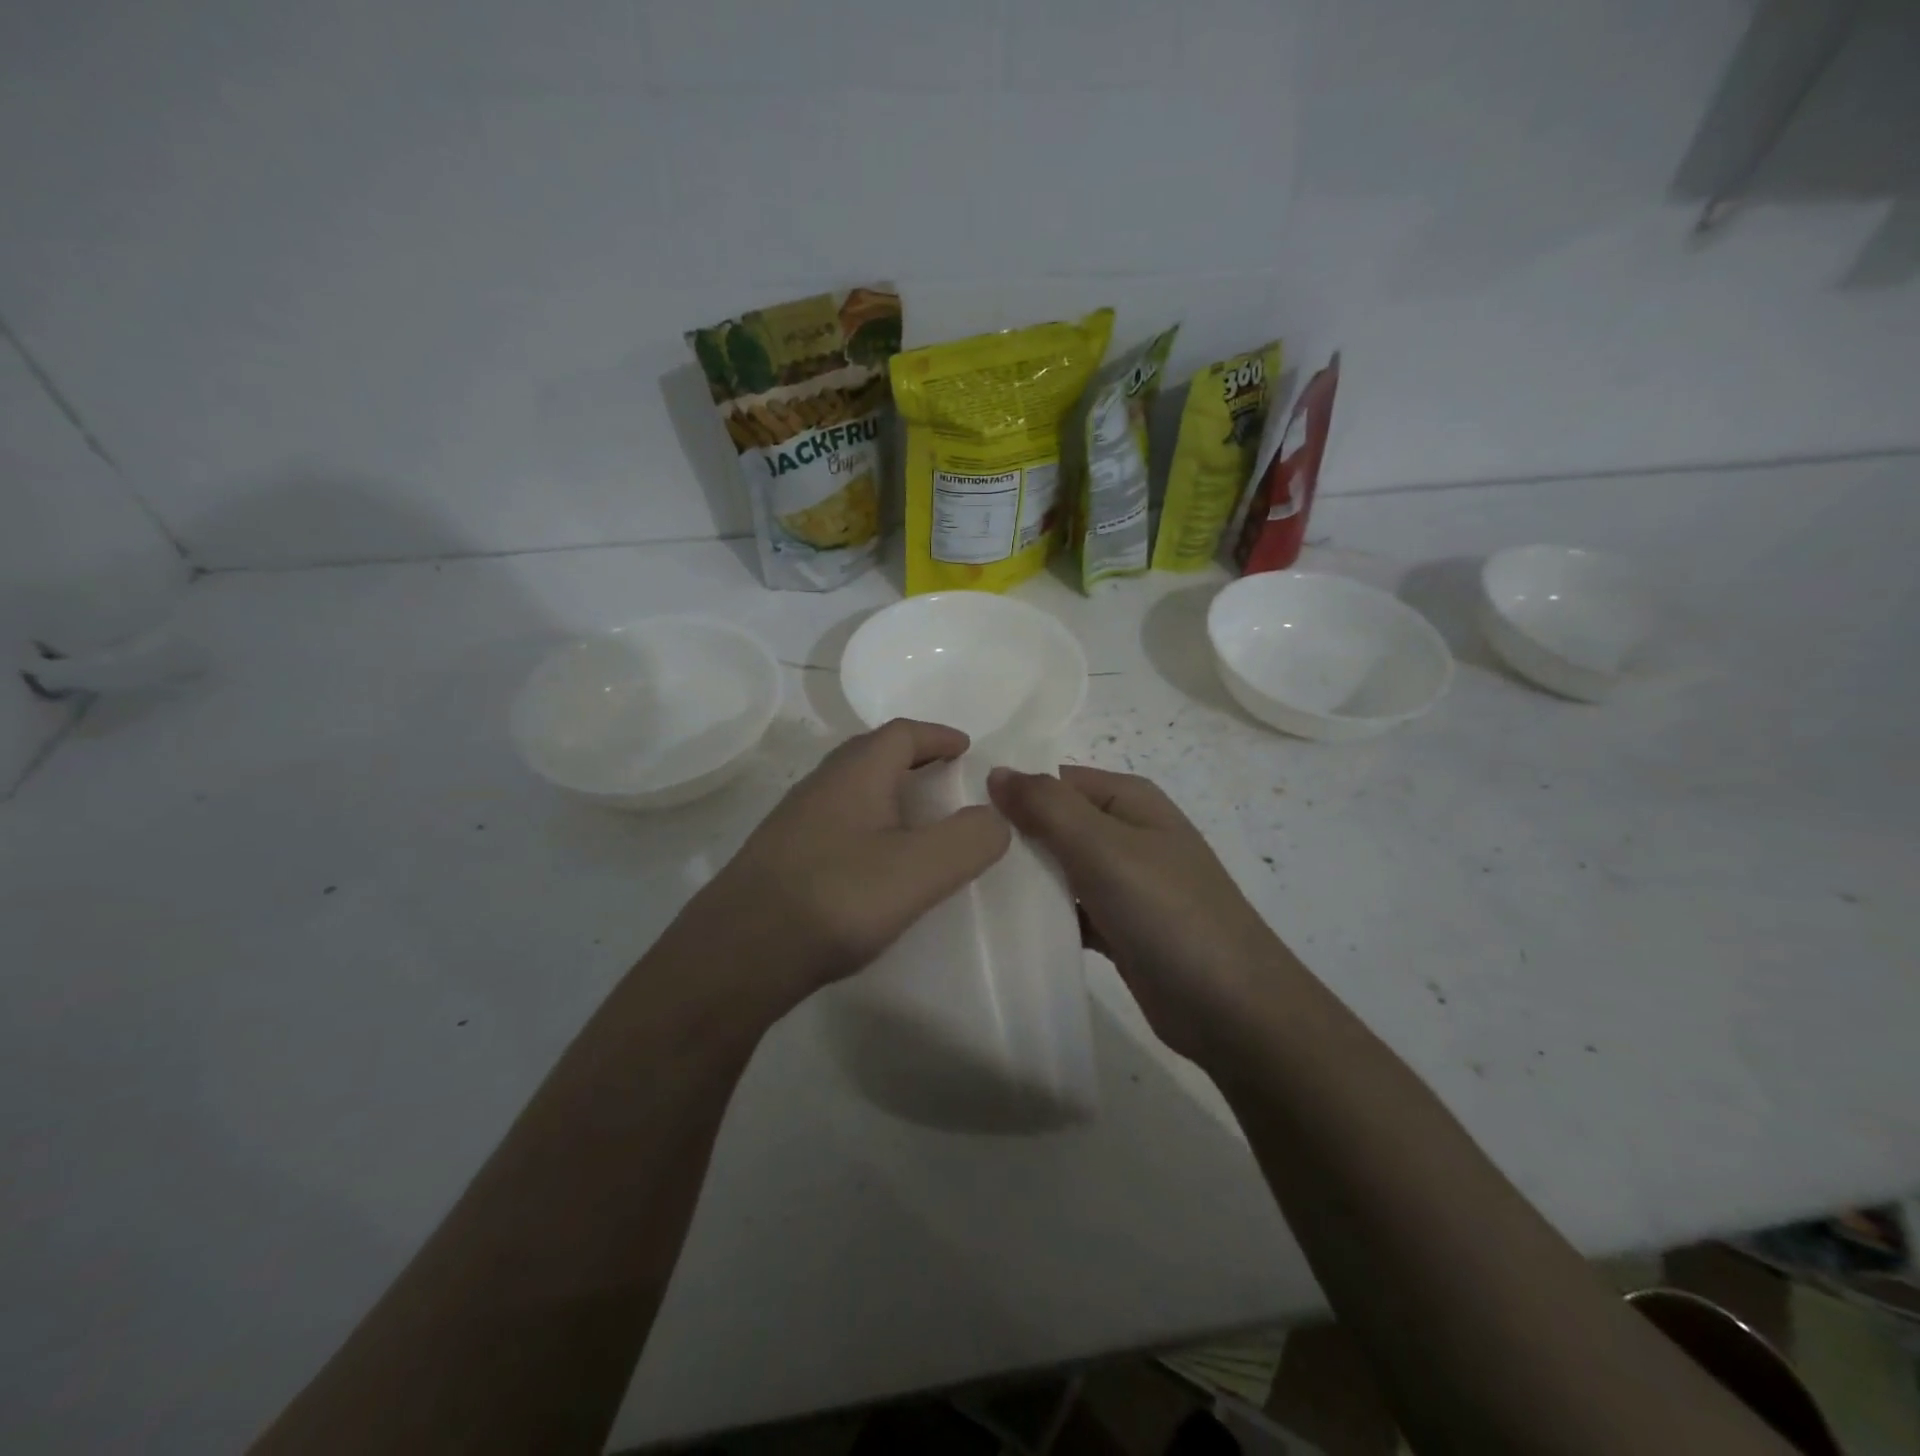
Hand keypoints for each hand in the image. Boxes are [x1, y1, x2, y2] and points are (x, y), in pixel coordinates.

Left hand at [675, 720, 1010, 1008]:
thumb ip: (970, 838)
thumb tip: (992, 817)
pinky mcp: (780, 855)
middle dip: (911, 756)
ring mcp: (794, 820)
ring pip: (849, 786)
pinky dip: (864, 821)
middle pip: (871, 753)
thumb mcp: (921, 870)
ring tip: (913, 816)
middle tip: (943, 775)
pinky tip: (870, 859)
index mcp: (856, 774)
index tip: (966, 747)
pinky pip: (833, 819)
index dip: (938, 735)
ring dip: (885, 789)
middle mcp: (821, 785)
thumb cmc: (837, 898)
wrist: (738, 953)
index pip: (902, 733)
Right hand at [987, 765, 1295, 1062]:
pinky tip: (1001, 928)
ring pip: (1059, 869)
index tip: (957, 815)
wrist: (1232, 1009)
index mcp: (1128, 800)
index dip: (1010, 792)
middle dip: (1011, 838)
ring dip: (1023, 880)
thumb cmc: (1168, 912)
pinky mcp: (1119, 928)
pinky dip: (1043, 916)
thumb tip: (996, 771)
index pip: (1055, 780)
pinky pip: (1069, 910)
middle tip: (954, 857)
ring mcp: (1125, 883)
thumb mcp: (1104, 847)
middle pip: (1054, 824)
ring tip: (964, 889)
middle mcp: (1126, 834)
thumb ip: (1047, 806)